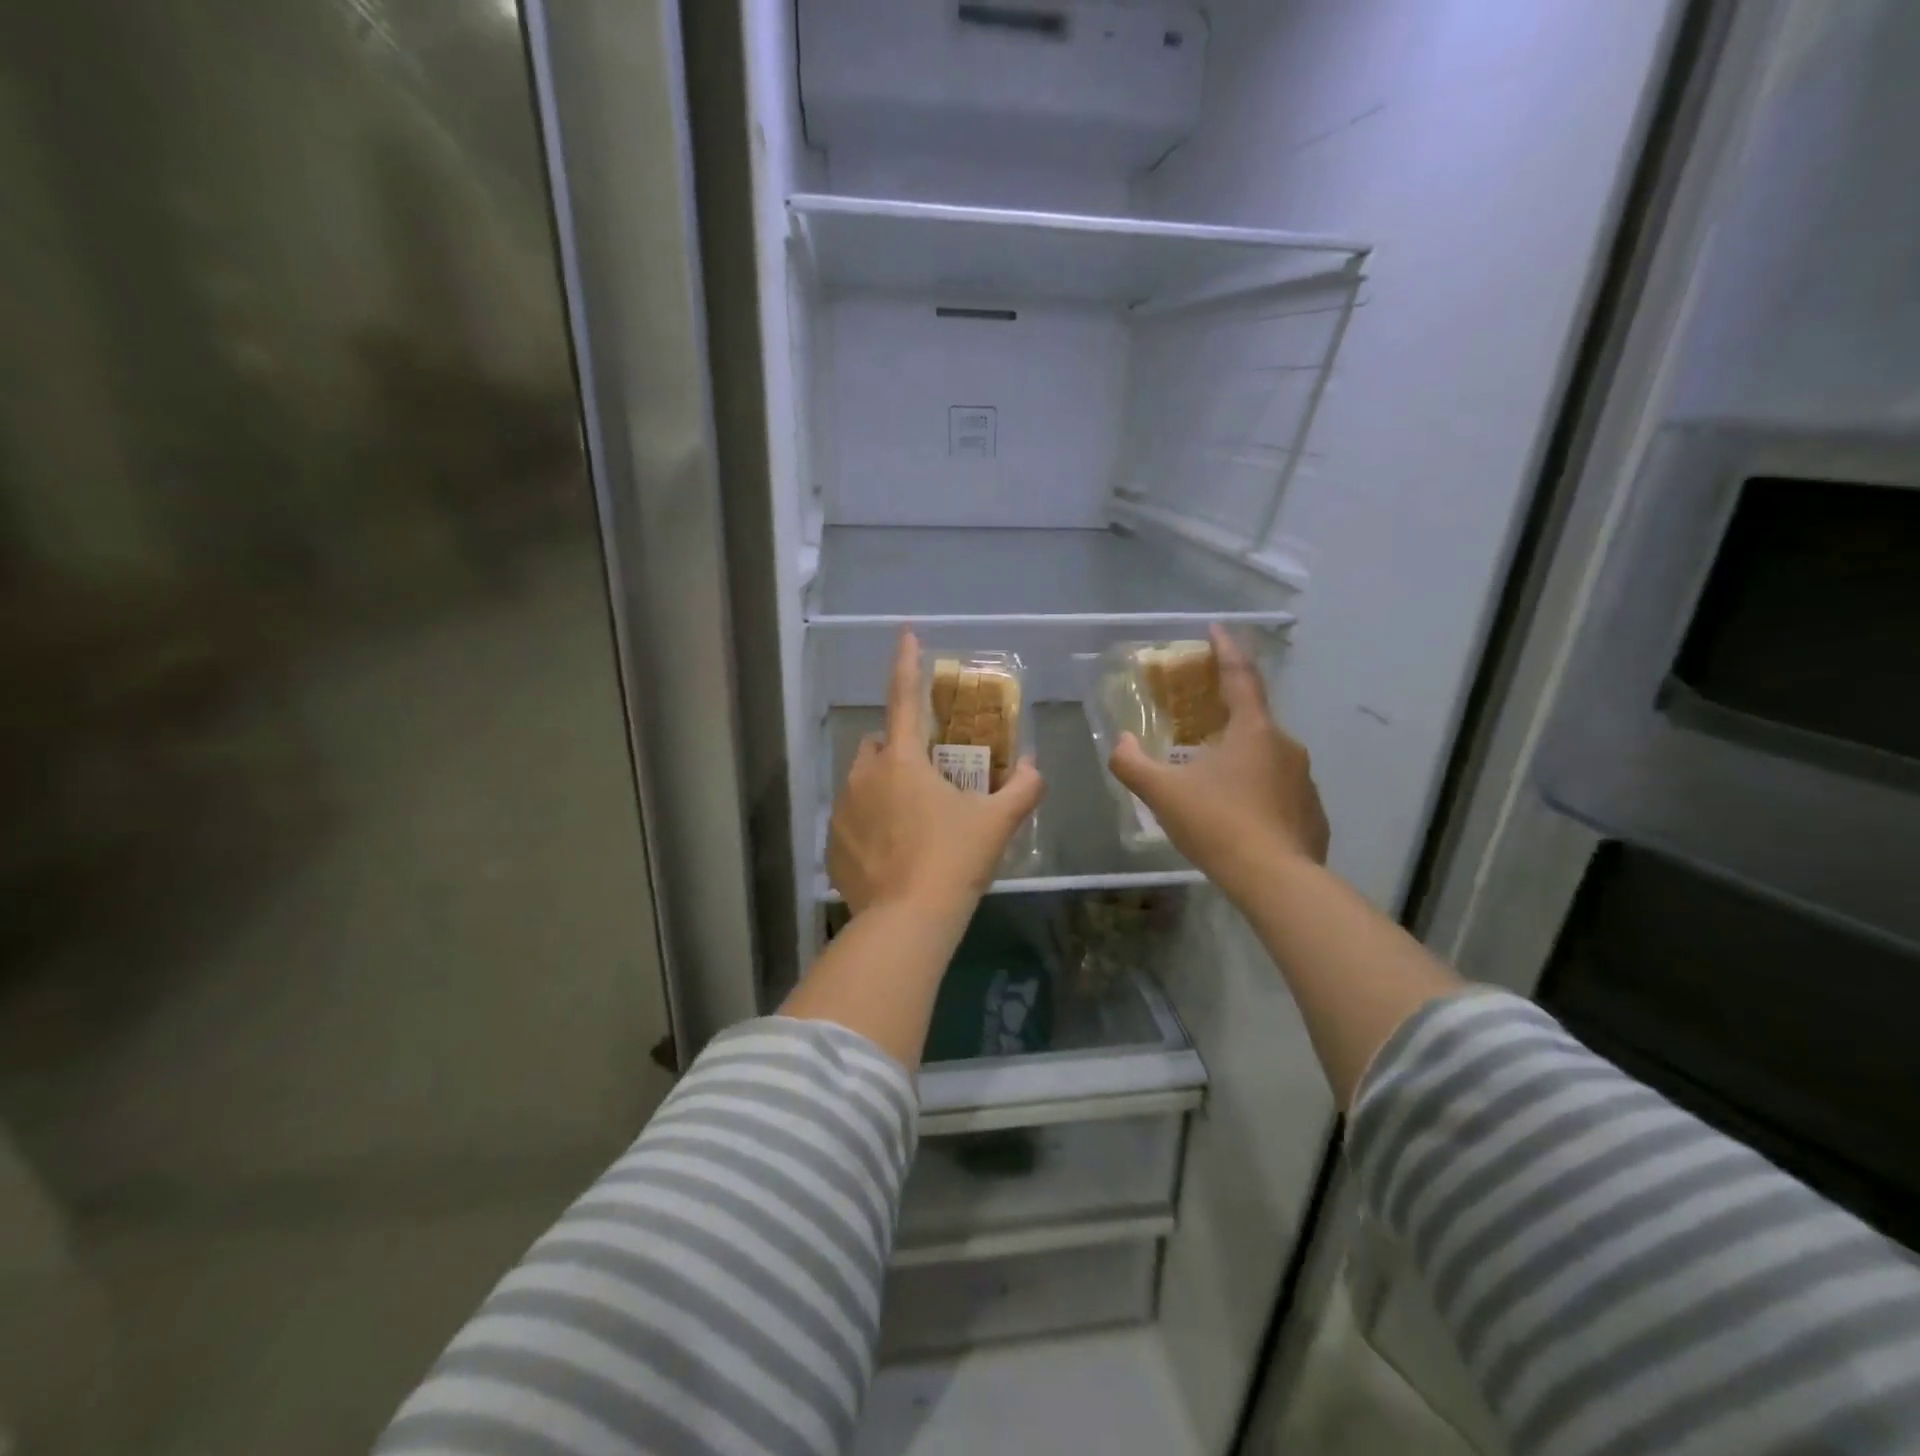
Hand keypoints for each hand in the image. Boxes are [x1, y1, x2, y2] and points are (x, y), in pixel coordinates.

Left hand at [828, 631, 1044, 917]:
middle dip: (900, 750)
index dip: (906, 663)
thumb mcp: (997, 823)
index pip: (904, 697)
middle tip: (929, 778)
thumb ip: (1024, 788)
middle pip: (879, 745)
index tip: (905, 634)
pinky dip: (868, 823)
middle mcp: (863, 775)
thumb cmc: (954, 859)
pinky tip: (891, 852)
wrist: (907, 920)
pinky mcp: (832, 843)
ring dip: (882, 787)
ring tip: (910, 821)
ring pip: (861, 781)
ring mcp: (842, 810)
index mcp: (902, 760)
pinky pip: (850, 818)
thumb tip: (1036, 767)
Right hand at [1109, 624, 1329, 887]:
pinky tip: (1239, 818)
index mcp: (1253, 731)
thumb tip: (1121, 742)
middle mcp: (1286, 746)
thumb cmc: (1218, 824)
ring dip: (1241, 761)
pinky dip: (1258, 794)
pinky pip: (1279, 791)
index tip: (1216, 628)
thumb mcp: (1162, 793)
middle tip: (1199, 727)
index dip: (1226, 650)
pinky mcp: (1312, 812)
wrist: (1276, 880)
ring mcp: (1305, 780)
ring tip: (1214, 784)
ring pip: (1267, 758)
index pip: (1240, 677)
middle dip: (1226, 718)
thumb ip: (1132, 763)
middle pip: (1252, 721)